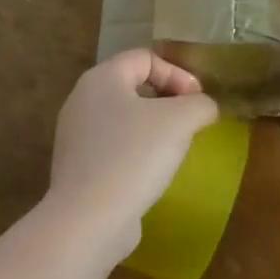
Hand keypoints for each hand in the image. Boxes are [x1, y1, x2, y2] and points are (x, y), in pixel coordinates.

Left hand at [47, 50, 217, 262]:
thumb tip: (204, 108)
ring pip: (123, 118)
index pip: (145, 57)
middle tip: (189, 121)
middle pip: (133, 86)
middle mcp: (82, 100)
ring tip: (174, 148)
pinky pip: (113, 147)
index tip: (197, 101)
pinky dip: (135, 152)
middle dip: (167, 100)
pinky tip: (151, 173)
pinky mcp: (77, 168)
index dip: (177, 73)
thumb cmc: (134, 156)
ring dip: (153, 127)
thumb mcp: (180, 120)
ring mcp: (75, 136)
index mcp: (102, 78)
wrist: (89, 220)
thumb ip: (199, 104)